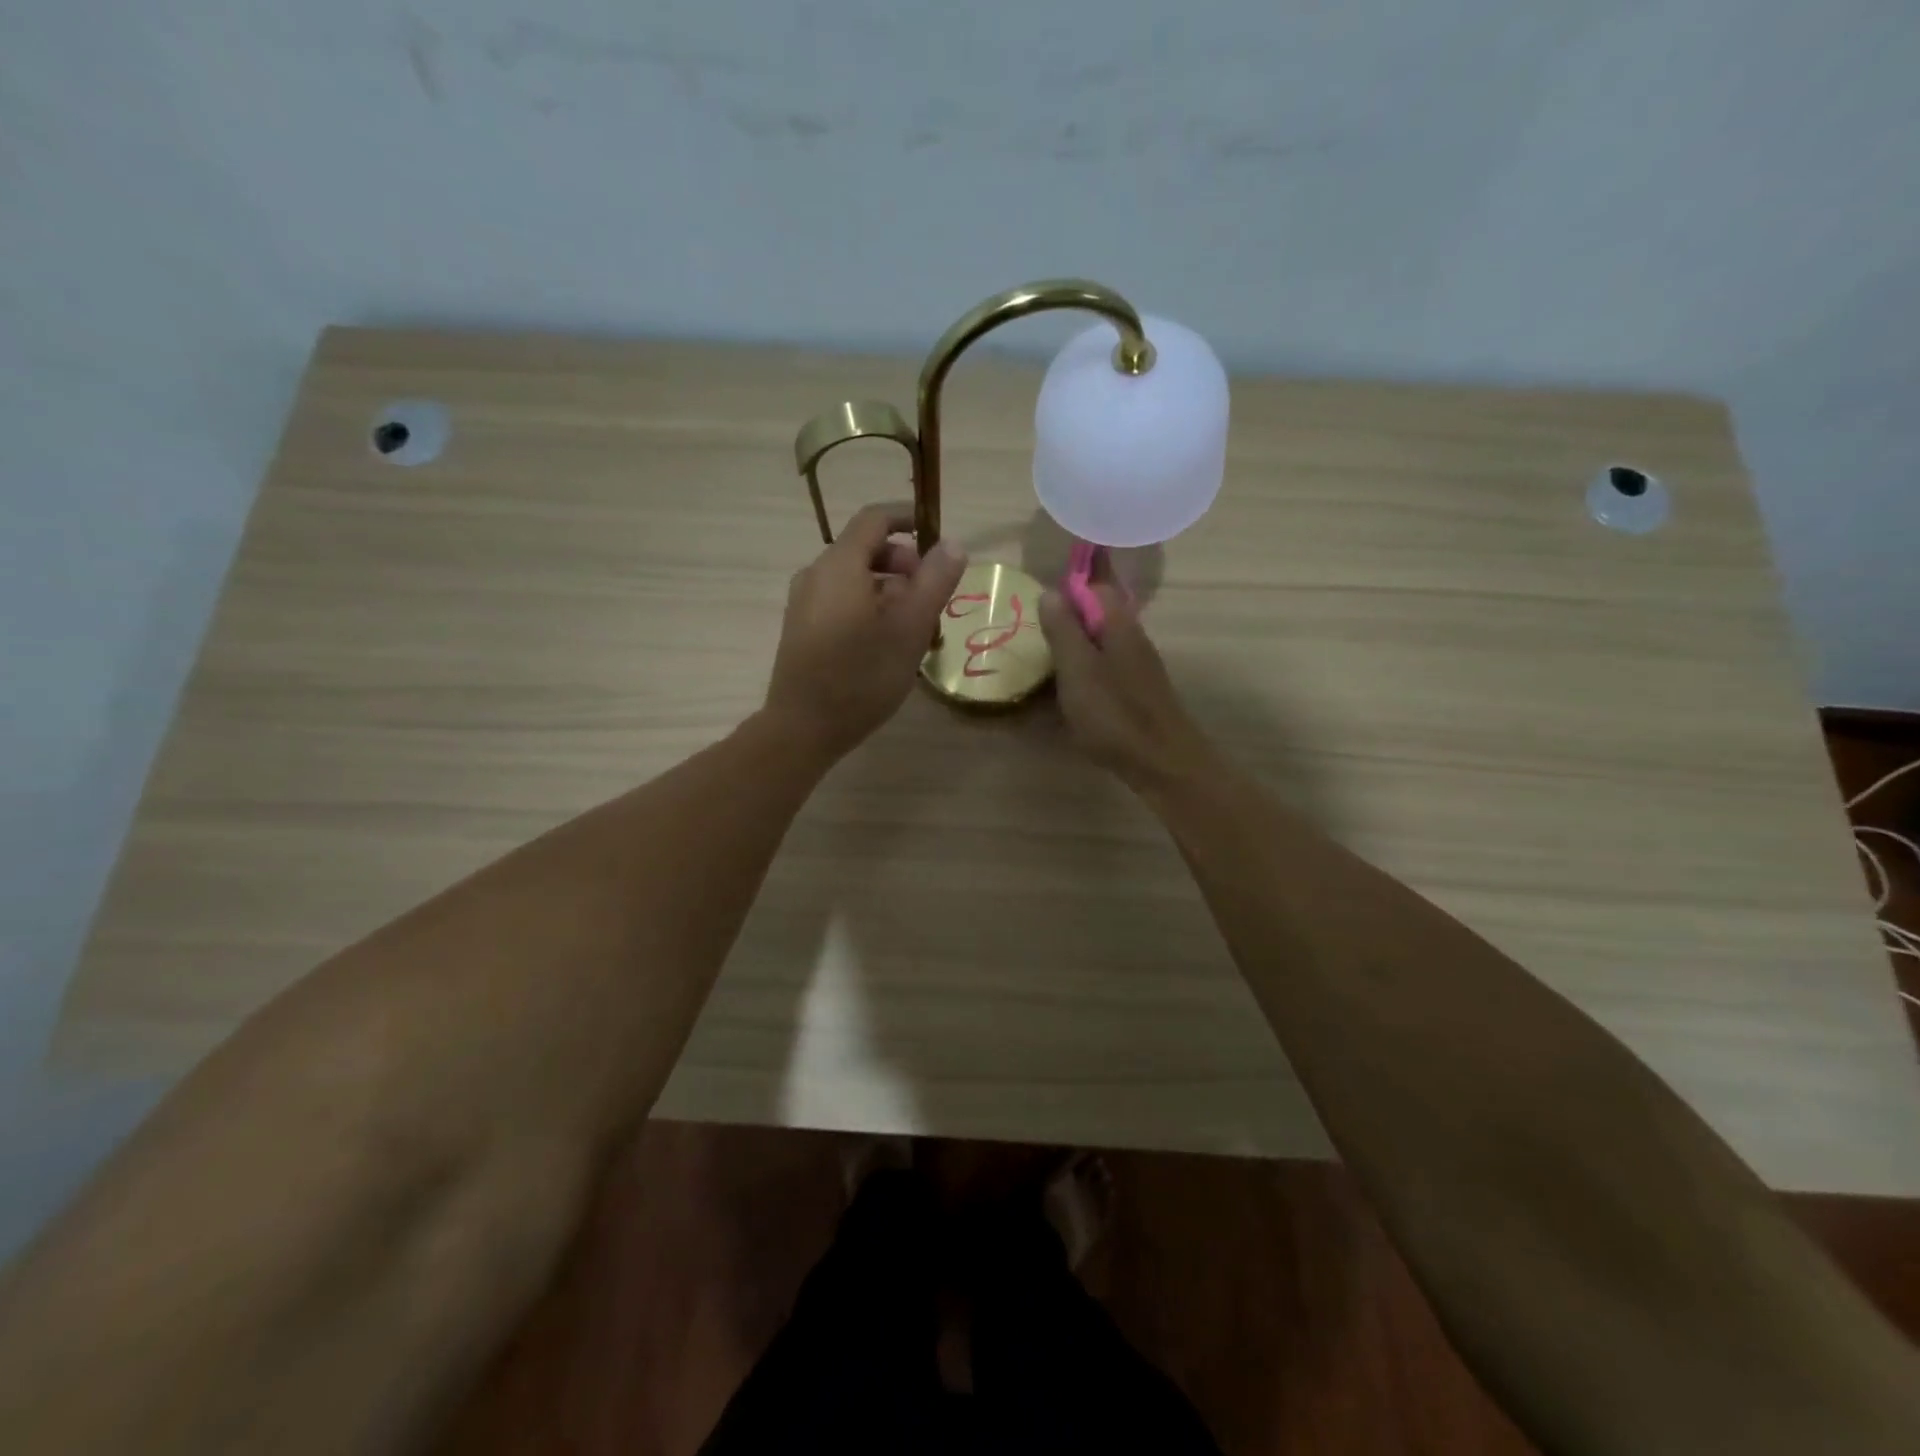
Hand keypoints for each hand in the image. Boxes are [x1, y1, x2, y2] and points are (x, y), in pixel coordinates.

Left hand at [765, 503, 967, 758]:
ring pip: (855, 580)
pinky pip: (841, 601)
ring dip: (890, 591)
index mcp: (840, 564)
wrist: (803, 728)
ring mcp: (804, 602)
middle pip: (866, 550)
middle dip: (905, 565)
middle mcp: (816, 574)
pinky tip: (886, 645)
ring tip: (915, 628)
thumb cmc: (862, 675)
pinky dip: (869, 607)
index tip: (938, 540)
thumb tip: (953, 543)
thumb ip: (935, 580)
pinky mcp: (801, 629)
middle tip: (932, 598)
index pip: (875, 518)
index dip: (909, 519)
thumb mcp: (910, 627)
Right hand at [1038, 584, 1217, 791]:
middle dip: (1070, 616)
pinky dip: (1085, 670)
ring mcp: (1138, 665)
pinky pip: (1106, 667)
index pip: (1096, 585)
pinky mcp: (1137, 690)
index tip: (1041, 598)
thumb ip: (1063, 629)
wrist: (1162, 762)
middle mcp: (1132, 637)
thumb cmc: (1114, 713)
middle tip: (1037, 629)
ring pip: (1102, 642)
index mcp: (1118, 624)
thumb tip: (1050, 591)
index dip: (1069, 586)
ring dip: (1076, 645)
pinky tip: (1070, 689)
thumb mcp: (1077, 669)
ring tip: (1046, 658)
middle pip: (1099, 613)